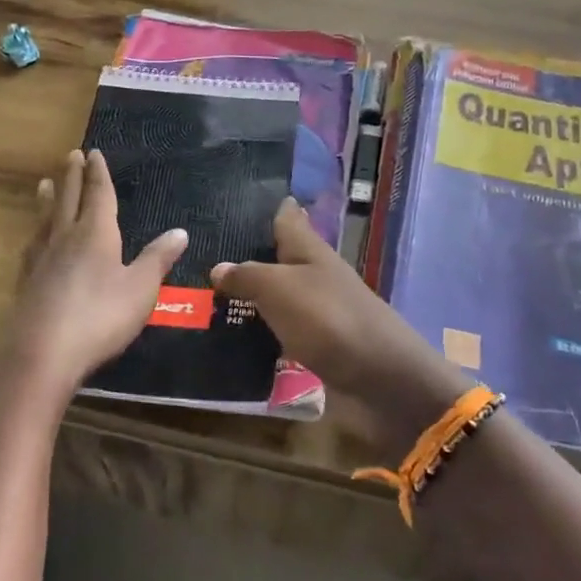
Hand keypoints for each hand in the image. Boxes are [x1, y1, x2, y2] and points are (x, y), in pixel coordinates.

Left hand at [0, 150, 187, 400]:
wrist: (43, 354)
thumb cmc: (100, 317)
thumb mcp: (141, 288)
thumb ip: (158, 259)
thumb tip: (179, 231)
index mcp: (96, 234)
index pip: (98, 195)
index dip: (99, 174)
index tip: (94, 153)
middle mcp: (65, 238)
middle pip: (69, 200)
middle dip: (72, 176)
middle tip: (70, 155)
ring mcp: (41, 260)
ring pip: (46, 220)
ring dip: (48, 199)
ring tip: (45, 184)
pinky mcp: (26, 282)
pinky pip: (32, 246)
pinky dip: (36, 233)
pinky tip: (34, 239)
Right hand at [211, 199, 472, 447]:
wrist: (378, 380)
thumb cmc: (327, 319)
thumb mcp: (279, 288)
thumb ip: (247, 275)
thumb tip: (219, 268)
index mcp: (310, 251)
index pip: (287, 218)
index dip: (266, 207)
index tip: (235, 200)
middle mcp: (315, 277)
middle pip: (279, 260)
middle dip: (247, 257)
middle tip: (201, 257)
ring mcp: (318, 314)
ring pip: (277, 299)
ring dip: (249, 299)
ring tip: (204, 300)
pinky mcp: (316, 348)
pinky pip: (280, 335)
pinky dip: (259, 336)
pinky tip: (229, 341)